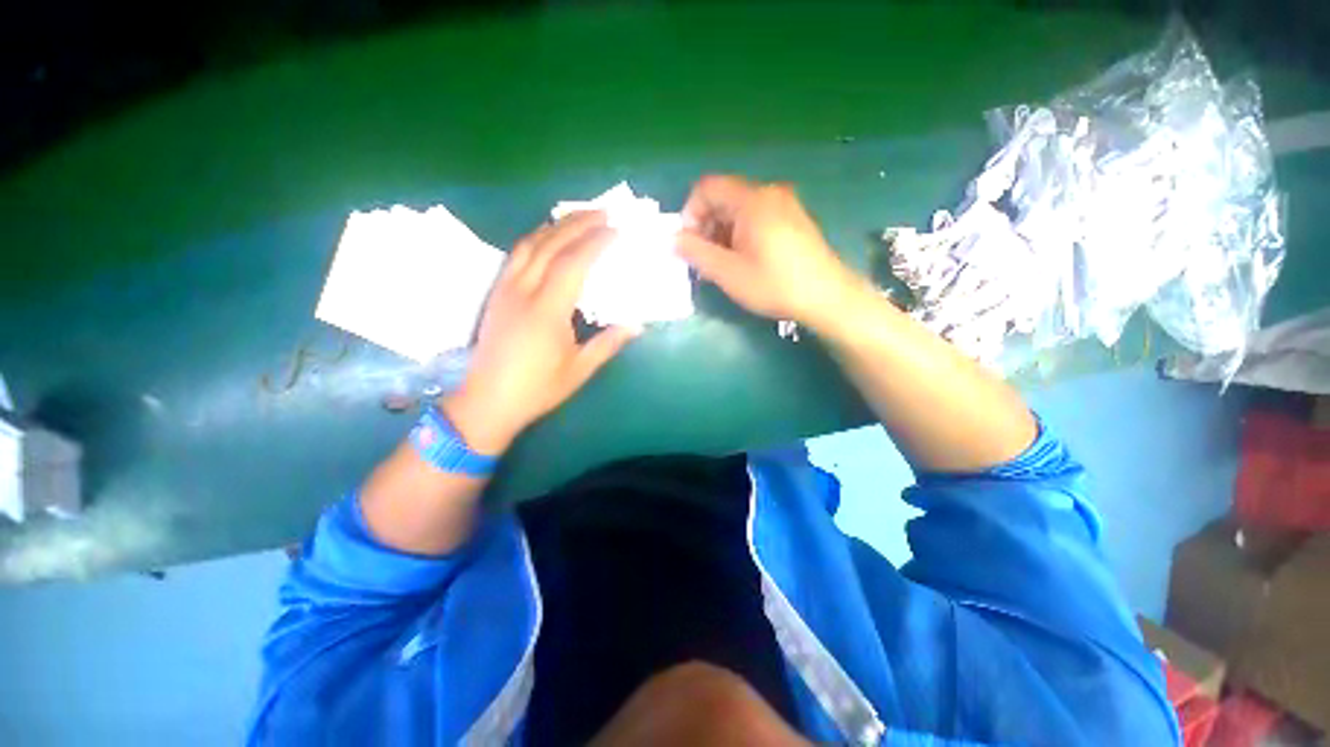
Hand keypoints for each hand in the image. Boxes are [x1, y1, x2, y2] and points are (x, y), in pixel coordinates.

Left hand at [442, 212, 638, 453]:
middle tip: (604, 212)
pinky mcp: (496, 294)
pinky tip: (548, 238)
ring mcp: (505, 289)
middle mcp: (523, 290)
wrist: (487, 401)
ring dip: (556, 225)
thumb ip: (608, 343)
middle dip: (579, 223)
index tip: (617, 229)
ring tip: (579, 217)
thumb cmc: (537, 389)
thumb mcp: (579, 370)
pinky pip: (517, 254)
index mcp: (547, 309)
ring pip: (530, 243)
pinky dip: (537, 238)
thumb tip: (637, 326)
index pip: (574, 262)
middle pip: (551, 243)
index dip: (597, 242)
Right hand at [677, 175, 858, 330]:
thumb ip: (696, 252)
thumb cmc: (774, 284)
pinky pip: (757, 218)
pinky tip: (743, 261)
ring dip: (722, 233)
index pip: (707, 188)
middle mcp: (769, 193)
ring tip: (722, 265)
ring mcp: (785, 205)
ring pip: (740, 210)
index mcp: (751, 200)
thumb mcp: (728, 272)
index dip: (690, 212)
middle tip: (703, 259)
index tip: (688, 244)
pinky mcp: (793, 219)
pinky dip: (741, 235)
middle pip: (724, 198)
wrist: (827, 297)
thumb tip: (674, 239)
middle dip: (706, 226)